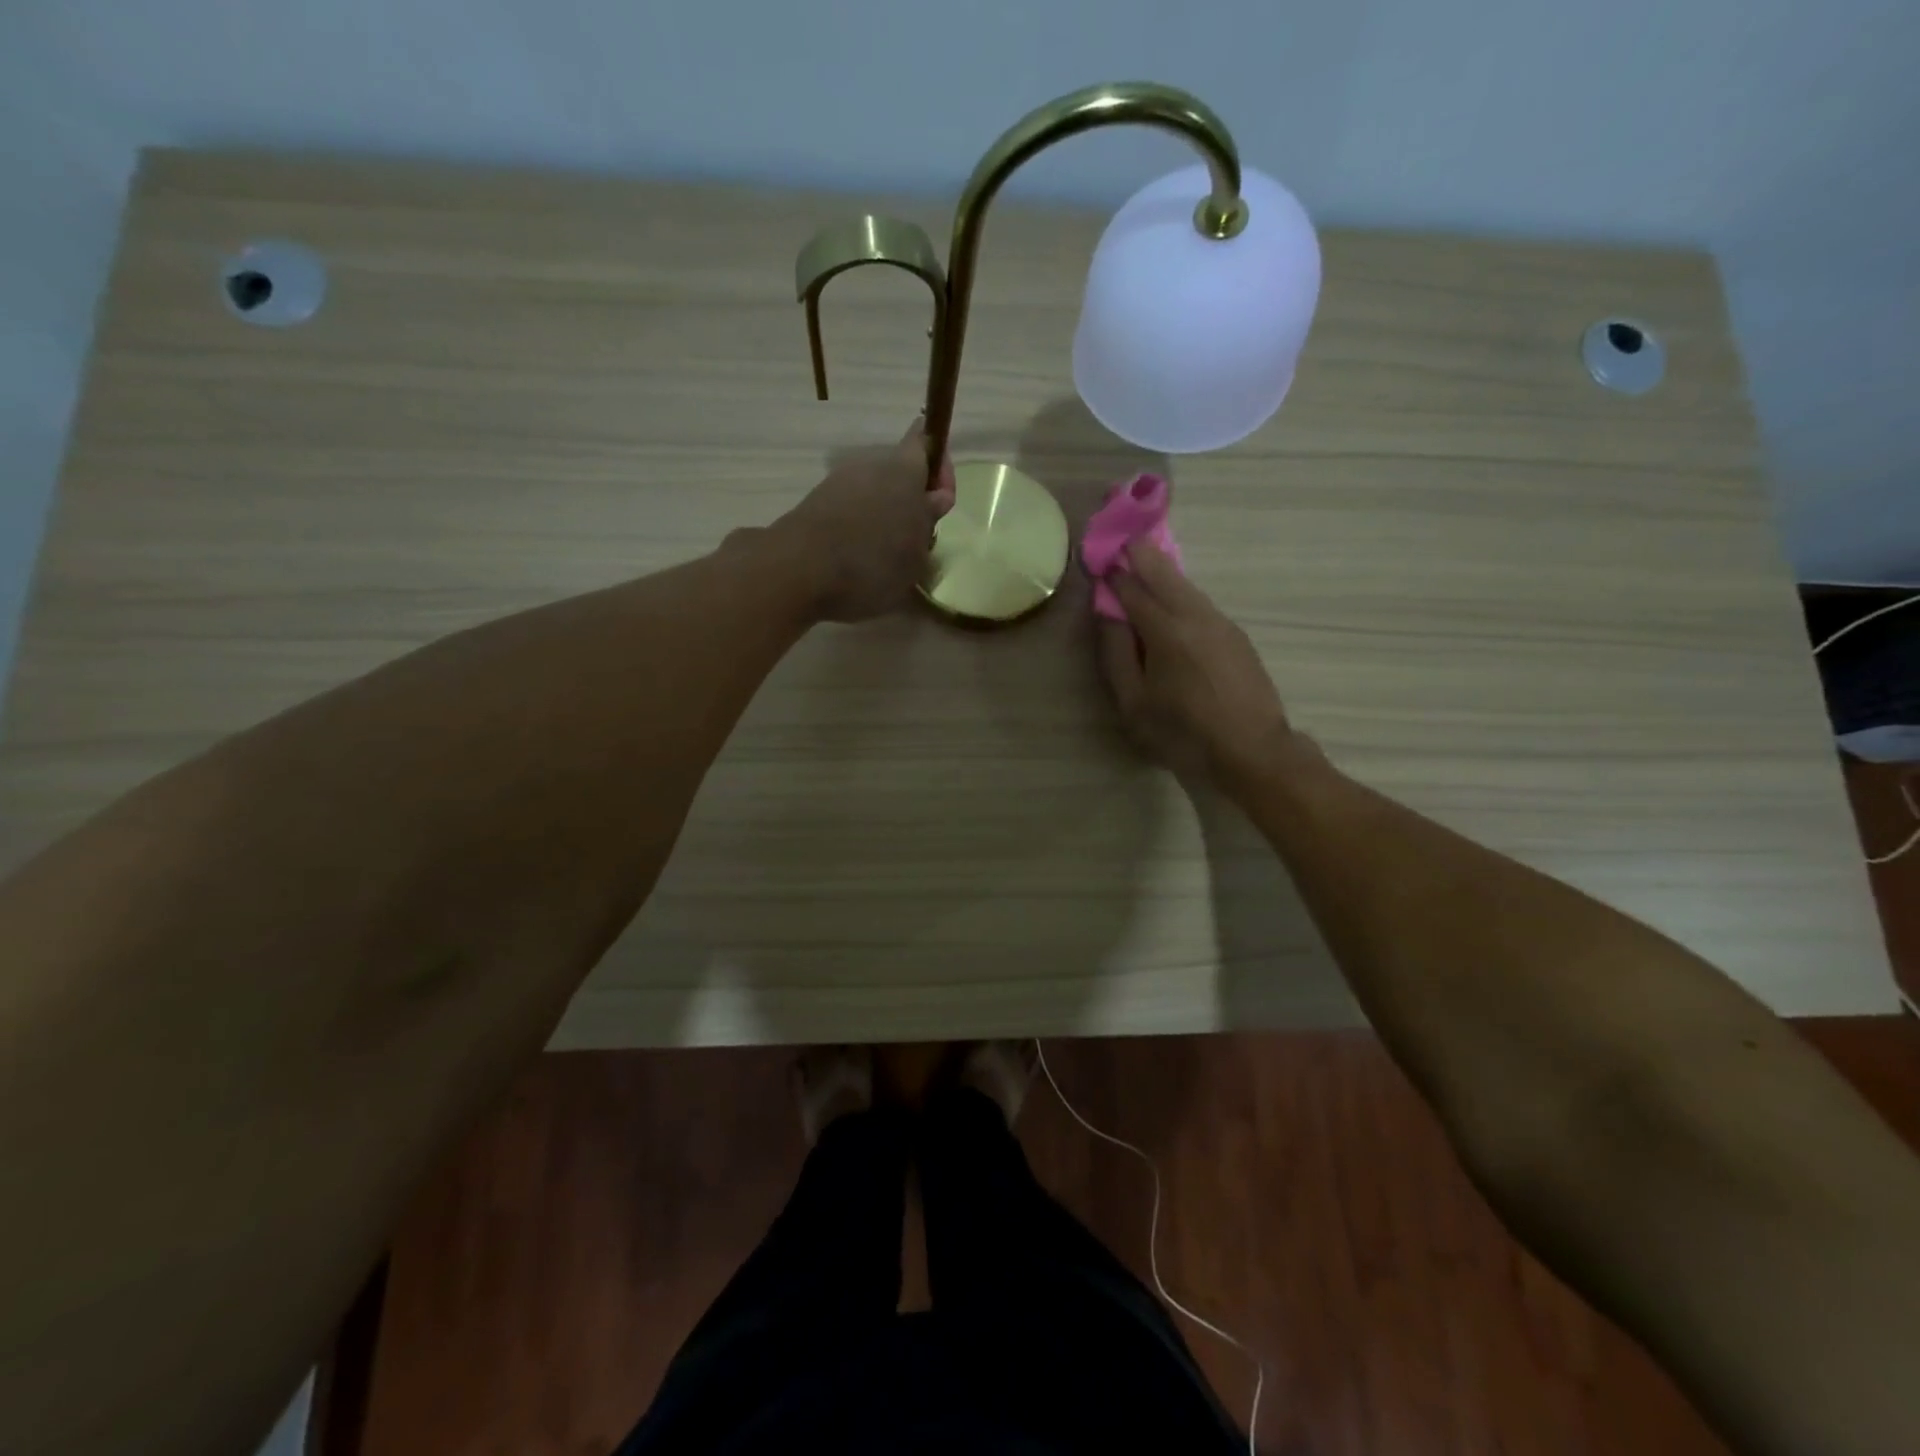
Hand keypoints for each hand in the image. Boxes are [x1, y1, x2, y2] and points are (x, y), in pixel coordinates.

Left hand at [774, 422, 955, 622]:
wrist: (799, 571)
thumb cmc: (873, 562)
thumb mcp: (916, 553)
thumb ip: (928, 522)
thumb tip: (934, 499)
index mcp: (904, 468)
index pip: (926, 441)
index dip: (940, 465)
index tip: (942, 501)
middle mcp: (869, 465)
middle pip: (899, 472)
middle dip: (911, 499)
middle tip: (918, 538)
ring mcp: (838, 483)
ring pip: (873, 493)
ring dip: (885, 516)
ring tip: (888, 557)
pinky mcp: (815, 505)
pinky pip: (850, 511)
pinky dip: (860, 529)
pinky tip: (860, 562)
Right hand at [1098, 543, 1299, 784]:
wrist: (1253, 751)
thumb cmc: (1184, 734)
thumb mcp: (1134, 704)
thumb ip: (1117, 655)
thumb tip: (1108, 615)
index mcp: (1166, 631)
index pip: (1132, 589)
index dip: (1113, 572)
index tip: (1097, 557)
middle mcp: (1195, 616)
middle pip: (1163, 572)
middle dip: (1140, 552)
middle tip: (1122, 536)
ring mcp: (1221, 623)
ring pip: (1186, 585)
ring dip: (1162, 570)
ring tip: (1143, 560)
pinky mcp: (1236, 636)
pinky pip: (1199, 603)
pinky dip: (1179, 591)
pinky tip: (1171, 599)